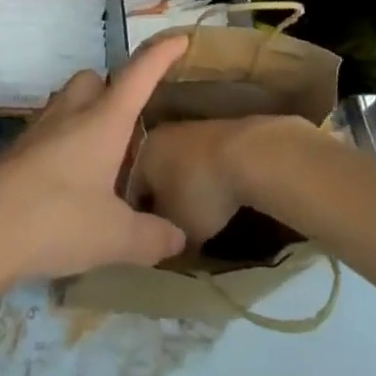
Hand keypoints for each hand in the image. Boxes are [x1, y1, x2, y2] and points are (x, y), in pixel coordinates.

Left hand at [0, 36, 191, 290]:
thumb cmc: (55, 220)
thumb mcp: (113, 237)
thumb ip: (149, 236)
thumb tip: (179, 238)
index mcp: (103, 121)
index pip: (139, 74)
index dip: (161, 54)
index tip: (180, 38)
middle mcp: (71, 113)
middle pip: (95, 79)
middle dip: (114, 89)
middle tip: (130, 125)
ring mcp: (39, 128)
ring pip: (68, 101)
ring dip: (86, 114)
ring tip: (101, 157)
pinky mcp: (16, 150)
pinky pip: (49, 130)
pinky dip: (63, 142)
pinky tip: (68, 182)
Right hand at [131, 115, 312, 246]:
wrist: (245, 153)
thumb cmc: (199, 192)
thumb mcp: (177, 231)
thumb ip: (164, 241)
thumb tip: (165, 247)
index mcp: (139, 154)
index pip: (129, 192)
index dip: (136, 220)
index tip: (148, 241)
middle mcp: (157, 135)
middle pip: (152, 175)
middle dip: (159, 200)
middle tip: (170, 229)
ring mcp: (186, 128)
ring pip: (175, 165)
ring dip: (182, 188)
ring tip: (194, 214)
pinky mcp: (212, 129)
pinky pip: (197, 160)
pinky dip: (201, 178)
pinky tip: (214, 195)